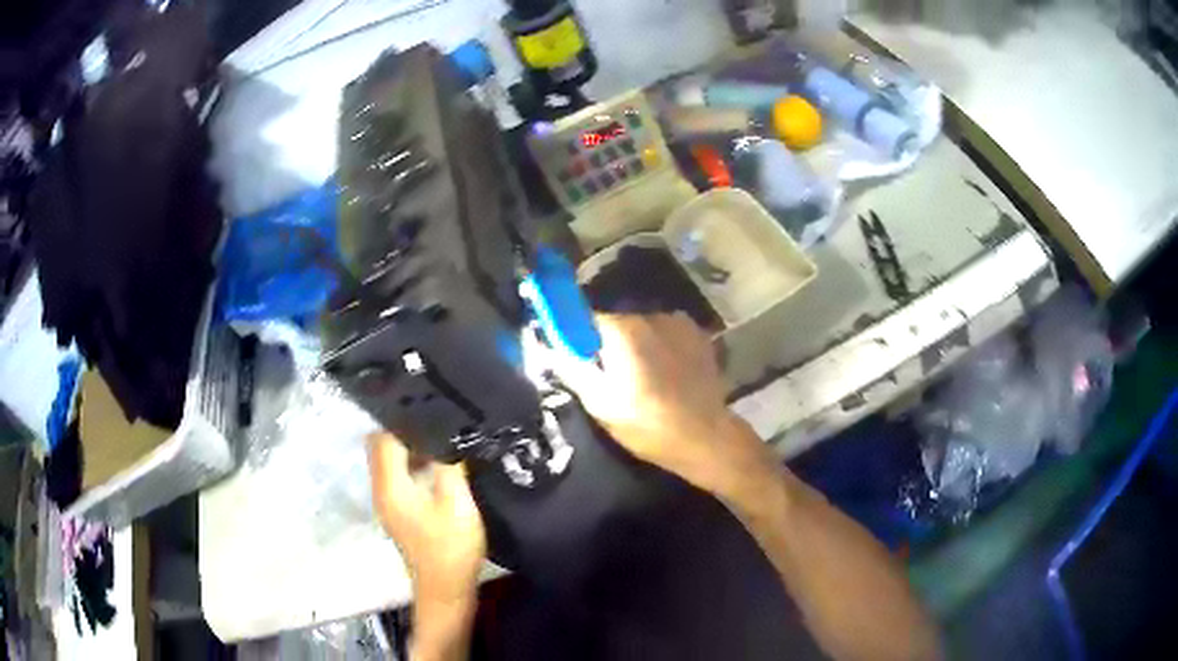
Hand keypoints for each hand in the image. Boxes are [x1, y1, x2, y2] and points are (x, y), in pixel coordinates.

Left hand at [367, 433, 485, 604]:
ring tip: (440, 438)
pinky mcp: (397, 511)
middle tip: (434, 422)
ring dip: (408, 448)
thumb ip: (449, 466)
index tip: (428, 407)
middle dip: (402, 431)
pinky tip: (437, 465)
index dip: (403, 421)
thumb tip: (446, 434)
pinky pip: (396, 476)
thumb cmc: (451, 547)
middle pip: (379, 447)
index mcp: (390, 486)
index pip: (383, 439)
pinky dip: (410, 464)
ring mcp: (387, 502)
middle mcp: (381, 490)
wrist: (445, 589)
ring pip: (387, 461)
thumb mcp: (457, 504)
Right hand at [554, 313, 771, 495]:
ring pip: (643, 330)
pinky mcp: (699, 336)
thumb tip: (548, 347)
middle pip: (616, 324)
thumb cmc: (648, 425)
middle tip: (611, 380)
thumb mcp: (599, 403)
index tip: (576, 359)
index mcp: (624, 329)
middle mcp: (651, 315)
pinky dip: (662, 349)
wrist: (706, 438)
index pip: (585, 318)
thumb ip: (571, 368)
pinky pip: (667, 336)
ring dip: (638, 347)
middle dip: (608, 346)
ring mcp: (680, 324)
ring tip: (644, 381)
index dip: (576, 337)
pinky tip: (668, 376)